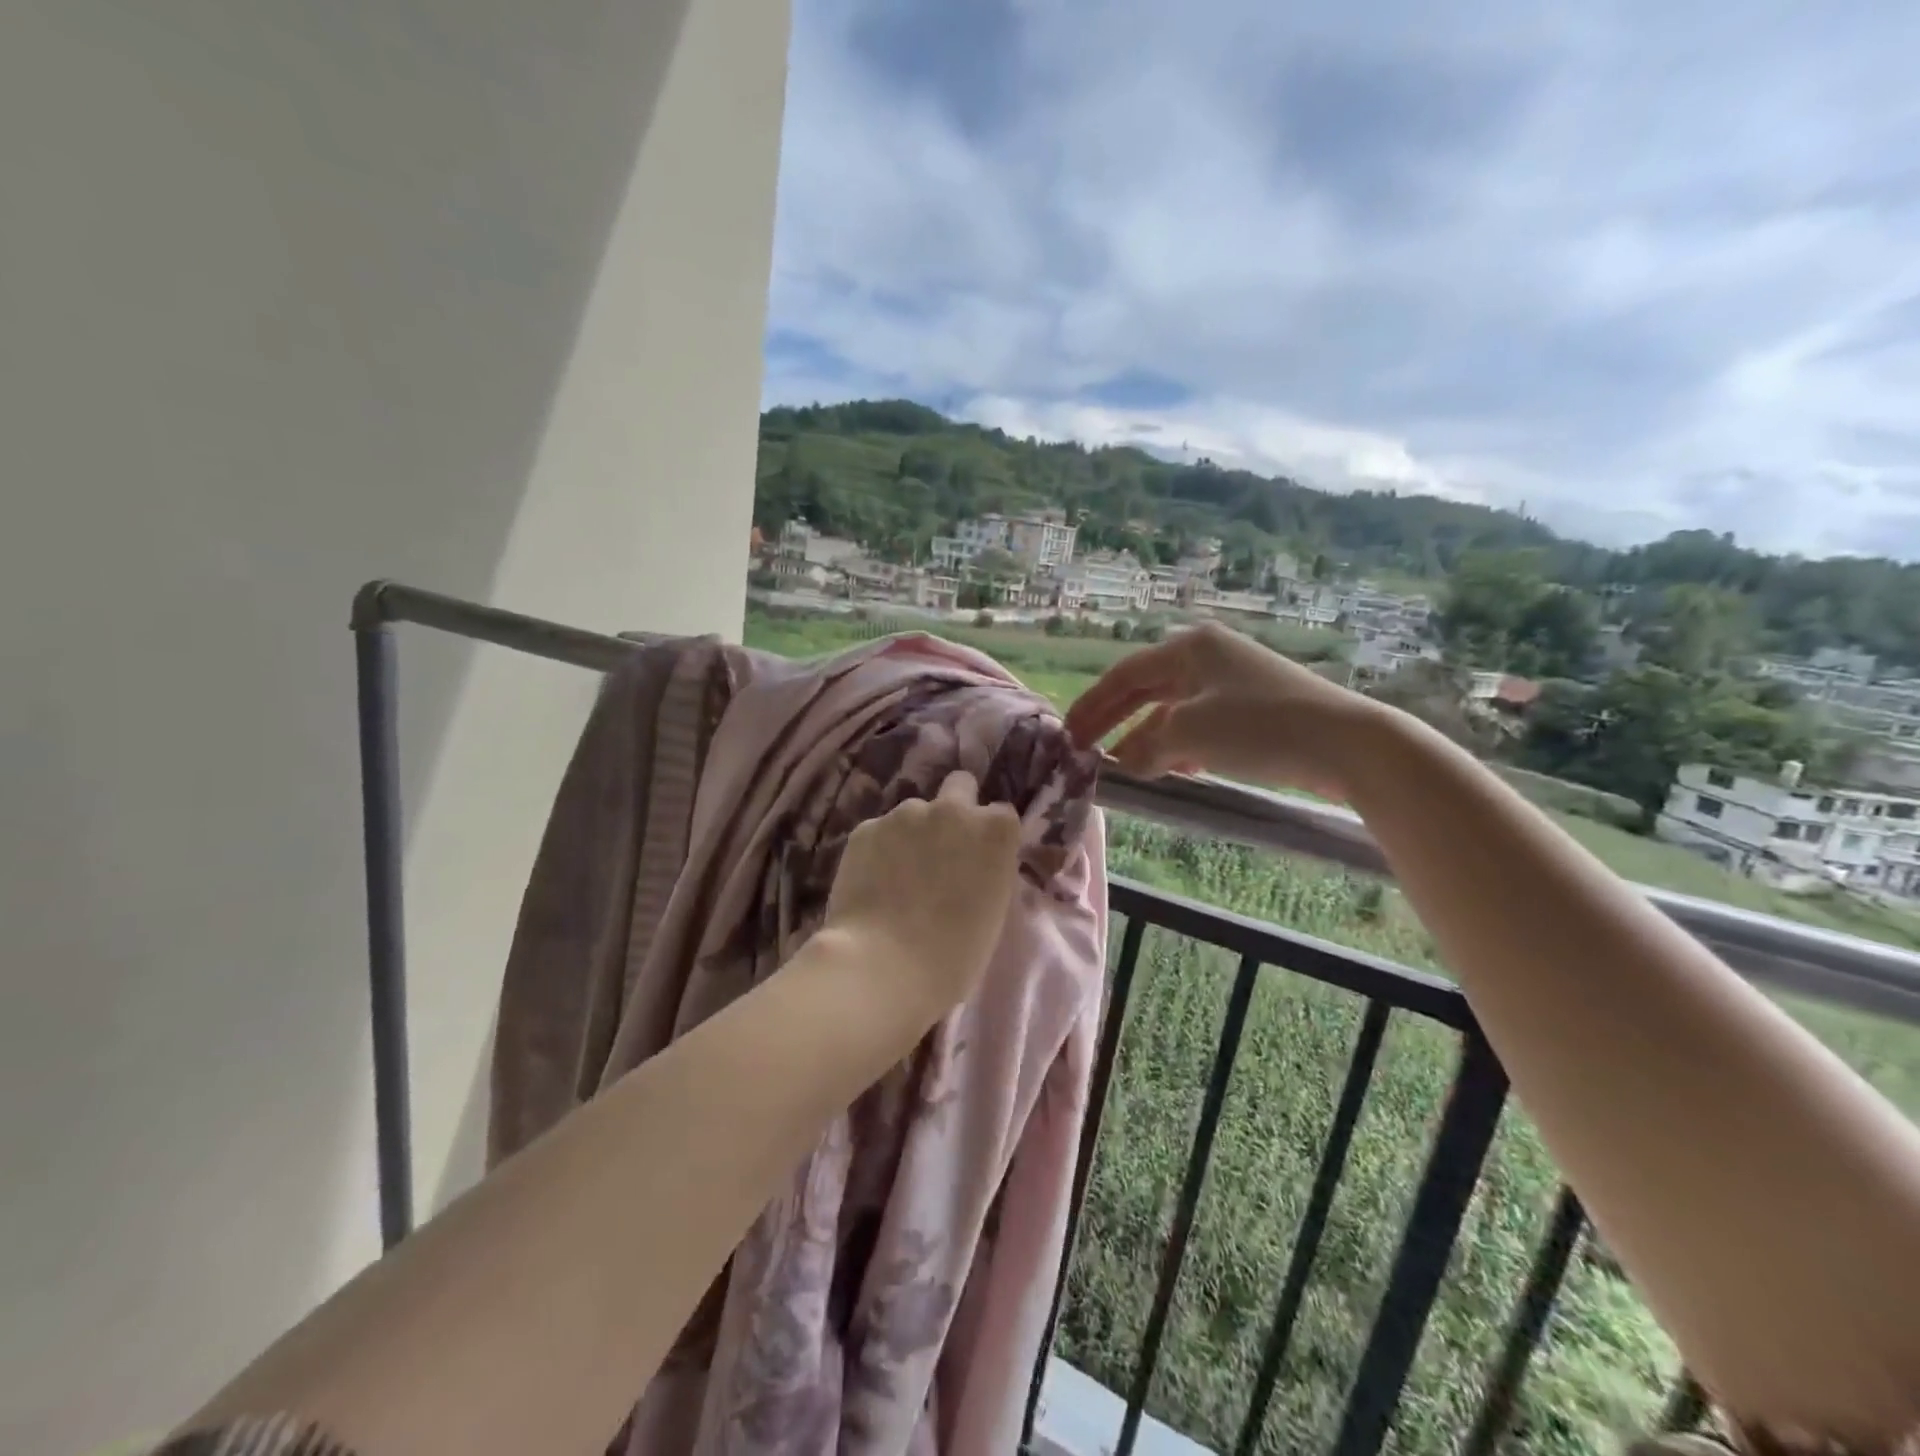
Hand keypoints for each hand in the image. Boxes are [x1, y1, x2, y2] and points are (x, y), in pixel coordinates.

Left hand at [821, 770, 1024, 1013]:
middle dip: (955, 808)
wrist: (884, 966)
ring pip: (913, 813)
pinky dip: (878, 850)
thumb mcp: (992, 910)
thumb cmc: (955, 956)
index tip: (980, 860)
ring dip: (912, 834)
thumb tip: (971, 865)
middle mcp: (953, 809)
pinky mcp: (865, 828)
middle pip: (960, 786)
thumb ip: (987, 871)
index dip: (989, 836)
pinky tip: (872, 884)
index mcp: (995, 831)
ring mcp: (905, 814)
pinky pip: (879, 832)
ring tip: (899, 876)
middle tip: (943, 849)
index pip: (1001, 815)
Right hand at [1063, 623, 1386, 800]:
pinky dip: (1179, 745)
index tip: (1068, 734)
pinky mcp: (1254, 708)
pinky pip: (1200, 724)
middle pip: (1145, 689)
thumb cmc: (1259, 726)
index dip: (1092, 705)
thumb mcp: (1189, 734)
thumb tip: (1125, 762)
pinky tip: (1174, 769)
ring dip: (1146, 737)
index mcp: (1189, 647)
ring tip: (1125, 766)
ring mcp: (1233, 681)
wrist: (1348, 744)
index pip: (1124, 675)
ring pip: (1173, 709)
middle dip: (1114, 720)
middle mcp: (1208, 656)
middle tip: (1084, 748)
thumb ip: (1145, 747)